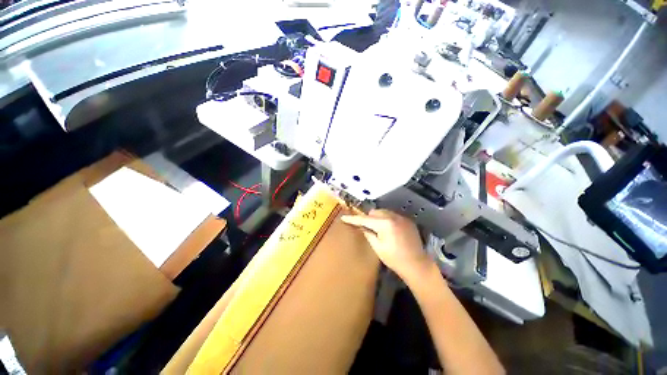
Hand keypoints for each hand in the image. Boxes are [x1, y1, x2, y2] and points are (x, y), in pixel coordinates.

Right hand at [341, 209, 433, 281]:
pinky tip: (390, 231)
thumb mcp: (377, 247)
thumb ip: (368, 233)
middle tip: (367, 228)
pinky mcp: (408, 220)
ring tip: (379, 229)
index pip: (365, 219)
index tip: (344, 218)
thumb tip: (361, 226)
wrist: (417, 264)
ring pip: (384, 212)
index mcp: (384, 224)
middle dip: (369, 218)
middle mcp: (393, 217)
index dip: (353, 219)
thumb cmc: (394, 259)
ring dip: (378, 218)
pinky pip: (393, 216)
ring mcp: (402, 217)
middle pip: (375, 212)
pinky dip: (388, 220)